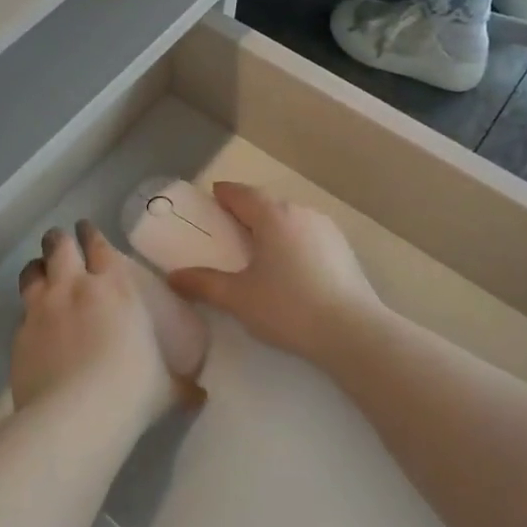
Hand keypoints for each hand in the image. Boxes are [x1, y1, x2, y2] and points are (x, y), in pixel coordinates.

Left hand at [11, 222, 205, 423]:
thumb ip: (181, 386)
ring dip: (37, 268)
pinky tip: (32, 323)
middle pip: (59, 246)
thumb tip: (200, 396)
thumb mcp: (166, 389)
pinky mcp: (19, 334)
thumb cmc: (131, 392)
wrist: (75, 417)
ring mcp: (42, 308)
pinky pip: (21, 312)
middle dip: (59, 240)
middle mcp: (75, 288)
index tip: (88, 230)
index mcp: (115, 288)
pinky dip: (27, 311)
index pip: (99, 246)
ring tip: (40, 271)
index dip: (92, 235)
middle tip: (60, 242)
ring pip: (32, 271)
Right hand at [168, 182, 385, 363]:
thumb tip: (173, 277)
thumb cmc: (288, 307)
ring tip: (259, 249)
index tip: (212, 198)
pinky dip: (293, 241)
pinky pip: (308, 234)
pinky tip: (289, 266)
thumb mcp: (238, 298)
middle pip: (267, 203)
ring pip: (290, 218)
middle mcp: (300, 212)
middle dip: (247, 211)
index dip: (224, 194)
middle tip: (229, 228)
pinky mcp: (343, 249)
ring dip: (272, 226)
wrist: (353, 332)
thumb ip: (204, 283)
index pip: (242, 193)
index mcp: (272, 215)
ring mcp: (326, 229)